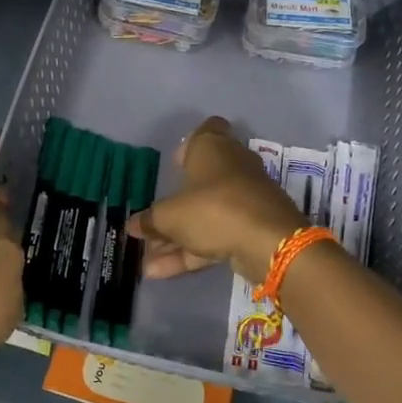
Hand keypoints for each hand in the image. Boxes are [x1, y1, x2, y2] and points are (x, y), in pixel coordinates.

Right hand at [130, 117, 308, 284]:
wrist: (269, 242)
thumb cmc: (213, 209)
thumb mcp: (170, 216)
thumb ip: (150, 220)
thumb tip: (132, 224)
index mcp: (213, 149)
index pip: (206, 130)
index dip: (189, 144)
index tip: (175, 163)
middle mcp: (232, 167)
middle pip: (200, 181)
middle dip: (175, 205)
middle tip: (150, 224)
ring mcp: (244, 199)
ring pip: (205, 215)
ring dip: (176, 236)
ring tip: (147, 260)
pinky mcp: (251, 228)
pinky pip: (215, 237)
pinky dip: (191, 252)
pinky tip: (159, 272)